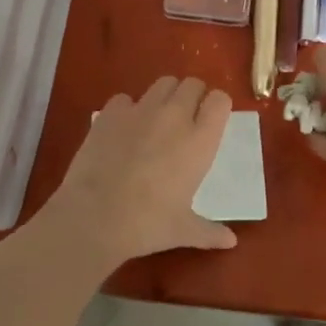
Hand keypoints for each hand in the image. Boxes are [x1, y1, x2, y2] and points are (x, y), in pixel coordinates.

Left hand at [39, 76, 238, 265]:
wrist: (95, 217)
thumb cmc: (147, 224)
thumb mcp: (183, 230)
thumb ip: (209, 231)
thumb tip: (231, 242)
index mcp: (200, 140)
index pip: (220, 100)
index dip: (217, 105)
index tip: (212, 120)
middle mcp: (174, 116)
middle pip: (192, 84)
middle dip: (193, 95)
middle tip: (186, 118)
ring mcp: (141, 110)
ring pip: (162, 83)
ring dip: (165, 95)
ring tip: (157, 118)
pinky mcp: (111, 112)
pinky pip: (125, 98)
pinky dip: (128, 108)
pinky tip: (123, 129)